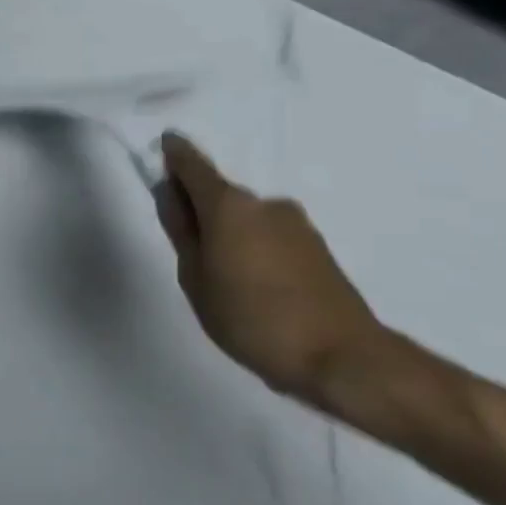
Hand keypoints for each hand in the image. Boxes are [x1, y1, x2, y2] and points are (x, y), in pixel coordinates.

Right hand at [153, 131, 384, 407]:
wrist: (341, 357)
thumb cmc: (251, 318)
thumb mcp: (196, 279)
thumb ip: (181, 232)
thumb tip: (171, 194)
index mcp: (229, 206)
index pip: (193, 165)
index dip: (175, 155)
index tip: (163, 147)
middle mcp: (264, 203)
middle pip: (221, 195)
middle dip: (200, 209)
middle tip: (186, 245)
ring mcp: (296, 224)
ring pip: (247, 218)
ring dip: (229, 233)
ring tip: (222, 278)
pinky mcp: (317, 248)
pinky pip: (269, 236)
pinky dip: (253, 248)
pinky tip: (253, 286)